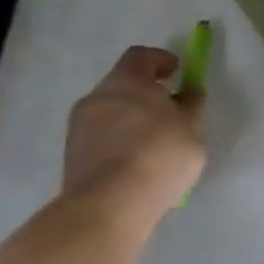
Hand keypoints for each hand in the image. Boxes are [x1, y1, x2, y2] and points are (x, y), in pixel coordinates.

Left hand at [61, 46, 206, 221]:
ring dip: (128, 122)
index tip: (176, 73)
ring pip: (108, 115)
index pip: (140, 56)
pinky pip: (99, 143)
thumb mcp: (192, 127)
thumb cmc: (159, 154)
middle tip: (166, 111)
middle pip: (122, 85)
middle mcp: (97, 96)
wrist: (109, 208)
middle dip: (143, 94)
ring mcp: (78, 130)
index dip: (160, 60)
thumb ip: (190, 105)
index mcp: (126, 79)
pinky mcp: (70, 161)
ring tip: (151, 146)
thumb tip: (188, 93)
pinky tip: (134, 168)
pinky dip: (115, 147)